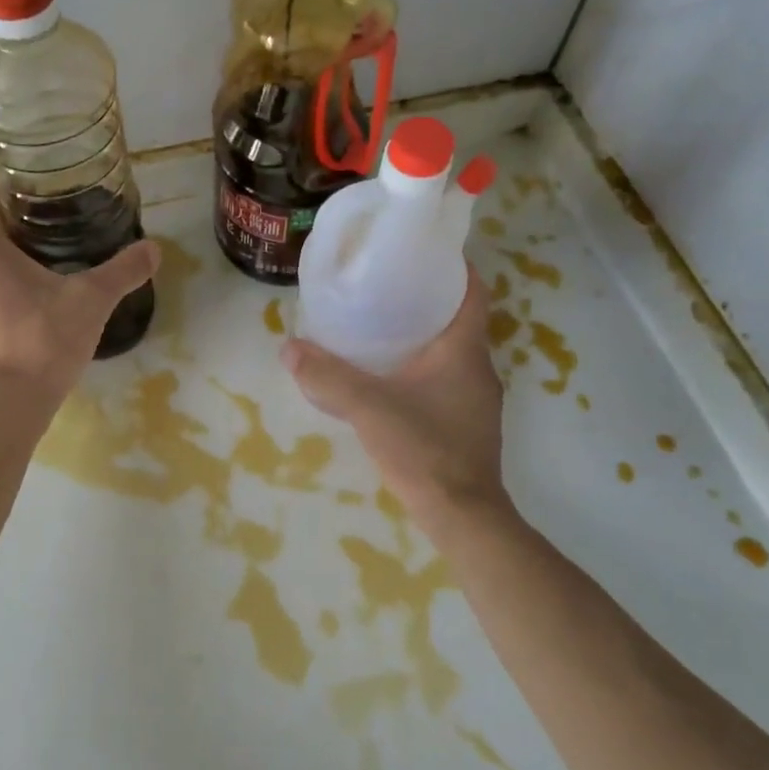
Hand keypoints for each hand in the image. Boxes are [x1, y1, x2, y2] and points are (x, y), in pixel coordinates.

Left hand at [0, 198, 159, 406]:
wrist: (9, 406)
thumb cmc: (44, 339)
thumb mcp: (92, 300)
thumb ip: (123, 272)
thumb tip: (154, 248)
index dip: (3, 199)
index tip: (34, 202)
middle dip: (21, 239)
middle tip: (59, 239)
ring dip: (18, 276)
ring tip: (56, 279)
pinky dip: (15, 307)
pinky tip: (45, 321)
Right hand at [282, 267, 507, 524]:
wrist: (462, 515)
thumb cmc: (423, 448)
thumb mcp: (368, 408)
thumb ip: (328, 377)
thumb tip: (288, 348)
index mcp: (464, 351)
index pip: (473, 292)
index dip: (455, 267)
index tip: (423, 254)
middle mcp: (479, 369)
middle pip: (459, 320)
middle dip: (427, 301)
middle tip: (385, 290)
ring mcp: (477, 399)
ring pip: (452, 354)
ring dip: (424, 338)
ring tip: (381, 331)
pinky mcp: (468, 424)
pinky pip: (447, 382)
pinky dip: (423, 371)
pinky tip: (391, 382)